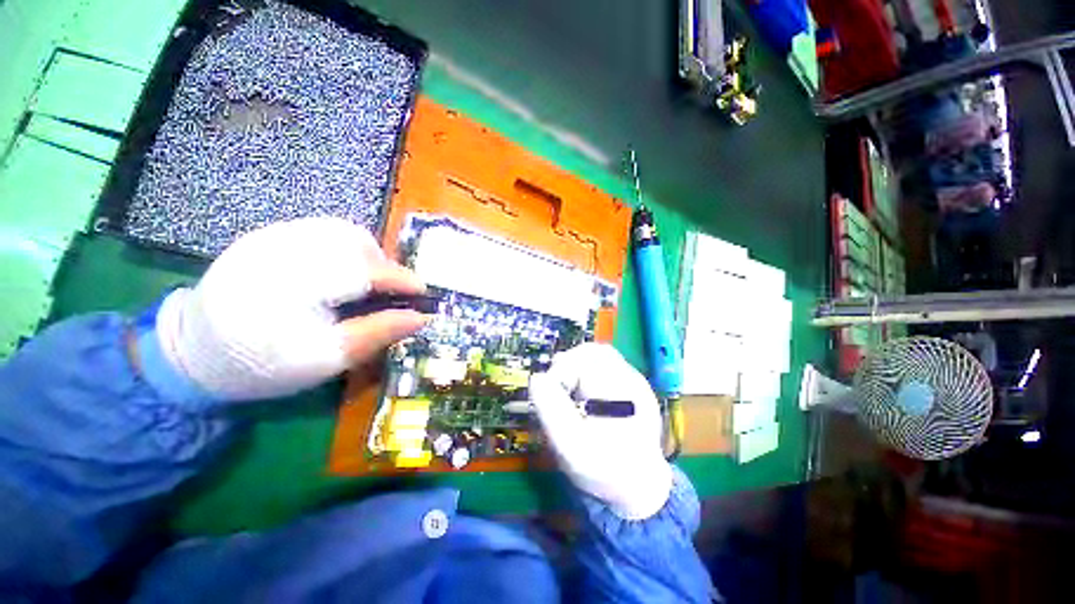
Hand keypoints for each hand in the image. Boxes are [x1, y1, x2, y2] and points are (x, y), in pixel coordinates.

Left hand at [152, 218, 428, 400]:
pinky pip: (319, 230)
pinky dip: (342, 248)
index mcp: (298, 282)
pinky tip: (337, 271)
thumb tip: (421, 317)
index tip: (424, 293)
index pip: (368, 271)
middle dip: (384, 265)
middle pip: (357, 241)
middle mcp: (284, 248)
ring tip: (364, 281)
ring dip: (365, 254)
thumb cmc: (265, 363)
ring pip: (340, 231)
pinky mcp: (265, 236)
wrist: (195, 355)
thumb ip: (379, 333)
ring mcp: (271, 237)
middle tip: (389, 291)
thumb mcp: (328, 357)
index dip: (402, 280)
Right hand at [529, 343, 671, 519]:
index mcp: (620, 391)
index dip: (561, 372)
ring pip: (600, 356)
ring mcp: (634, 382)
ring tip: (568, 390)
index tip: (551, 393)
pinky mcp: (632, 387)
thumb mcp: (571, 446)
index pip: (585, 360)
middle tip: (558, 388)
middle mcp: (631, 379)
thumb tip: (537, 378)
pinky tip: (583, 394)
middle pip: (594, 352)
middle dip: (570, 364)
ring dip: (578, 366)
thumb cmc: (605, 471)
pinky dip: (588, 372)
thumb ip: (551, 410)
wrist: (640, 488)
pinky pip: (606, 366)